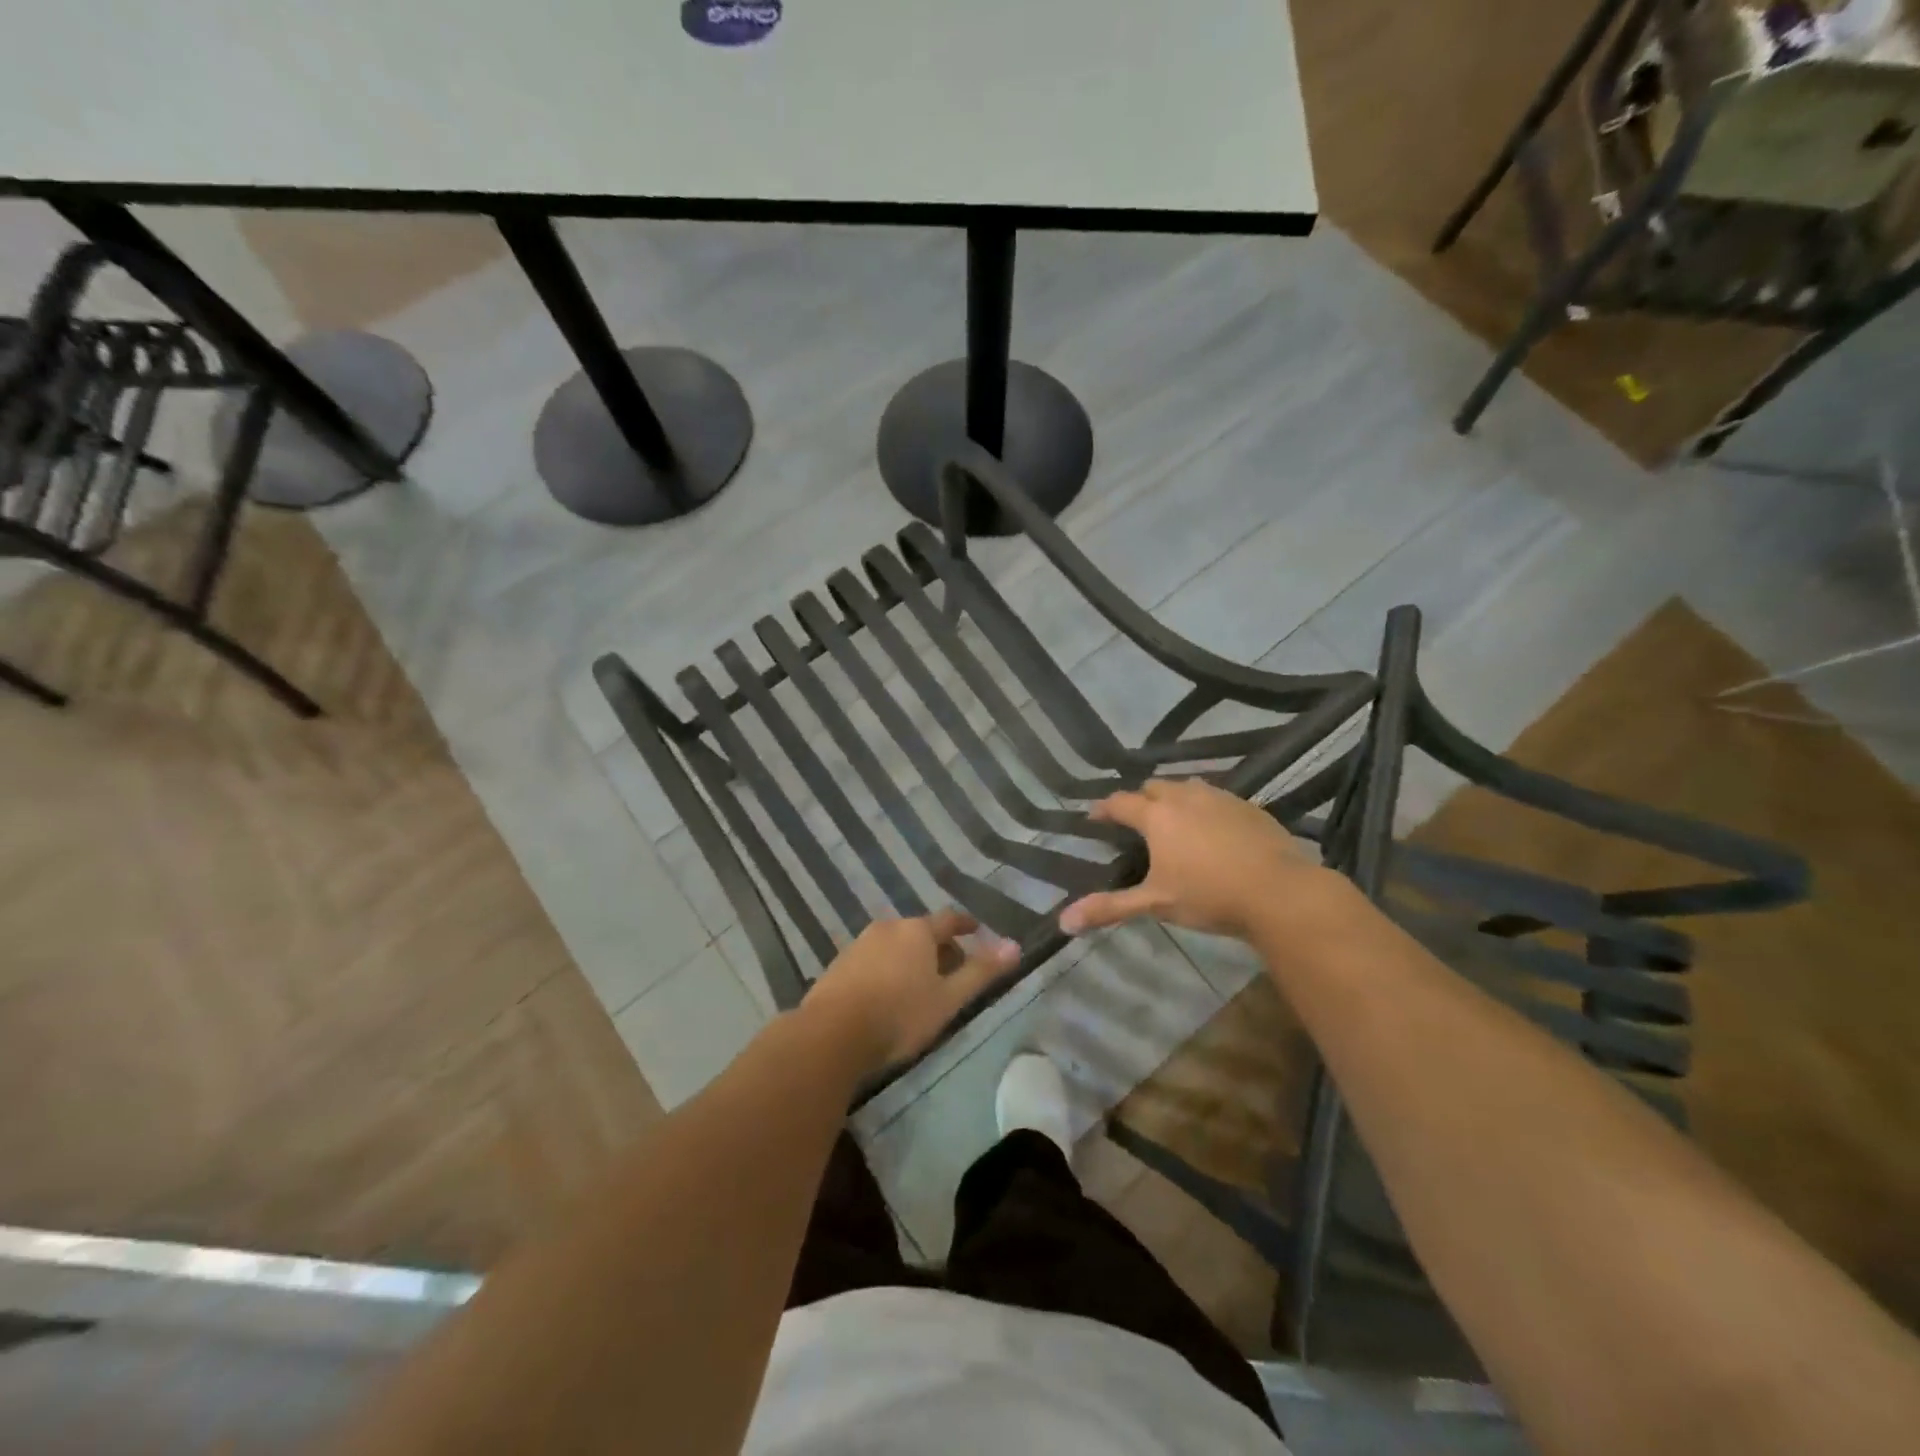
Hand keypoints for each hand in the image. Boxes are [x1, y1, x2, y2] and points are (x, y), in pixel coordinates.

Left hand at [803, 911, 1020, 1074]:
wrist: (831, 1033)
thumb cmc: (899, 1014)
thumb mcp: (948, 998)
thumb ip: (982, 971)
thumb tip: (1015, 946)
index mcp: (917, 930)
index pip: (949, 919)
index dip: (966, 925)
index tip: (977, 930)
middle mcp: (888, 927)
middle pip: (921, 931)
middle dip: (939, 947)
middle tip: (953, 970)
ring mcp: (860, 944)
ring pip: (895, 945)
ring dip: (911, 959)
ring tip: (921, 986)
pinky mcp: (839, 964)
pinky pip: (874, 959)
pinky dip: (888, 969)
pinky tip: (888, 995)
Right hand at [1060, 779, 1337, 941]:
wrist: (1280, 892)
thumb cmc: (1209, 895)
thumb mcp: (1155, 903)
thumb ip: (1109, 908)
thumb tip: (1062, 922)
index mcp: (1157, 816)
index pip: (1120, 802)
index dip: (1103, 809)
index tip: (1093, 817)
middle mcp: (1185, 796)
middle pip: (1153, 786)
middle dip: (1140, 798)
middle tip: (1135, 820)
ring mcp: (1220, 797)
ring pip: (1187, 787)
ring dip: (1173, 798)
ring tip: (1172, 819)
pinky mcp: (1249, 806)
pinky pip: (1217, 797)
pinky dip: (1205, 807)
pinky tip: (1212, 829)